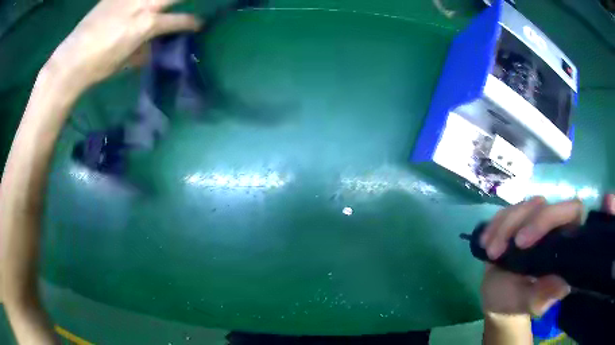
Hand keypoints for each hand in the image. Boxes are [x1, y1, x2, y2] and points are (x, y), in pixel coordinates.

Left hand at [47, 0, 200, 88]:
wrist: (71, 60)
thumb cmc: (99, 66)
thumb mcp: (125, 62)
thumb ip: (143, 50)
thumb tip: (152, 48)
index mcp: (147, 25)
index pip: (179, 20)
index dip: (192, 23)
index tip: (199, 24)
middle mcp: (142, 5)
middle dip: (184, 0)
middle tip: (186, 6)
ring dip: (161, 0)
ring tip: (157, 7)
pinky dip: (137, 1)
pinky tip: (136, 6)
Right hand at [479, 195, 614, 315]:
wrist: (497, 298)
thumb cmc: (516, 303)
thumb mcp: (529, 304)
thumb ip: (543, 296)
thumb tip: (563, 285)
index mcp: (565, 244)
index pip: (573, 211)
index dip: (556, 215)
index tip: (532, 239)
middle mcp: (554, 227)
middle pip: (546, 204)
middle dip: (527, 222)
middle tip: (507, 247)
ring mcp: (534, 221)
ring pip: (525, 205)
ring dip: (505, 226)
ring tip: (492, 253)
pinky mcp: (516, 220)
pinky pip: (506, 210)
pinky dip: (495, 224)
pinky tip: (487, 243)